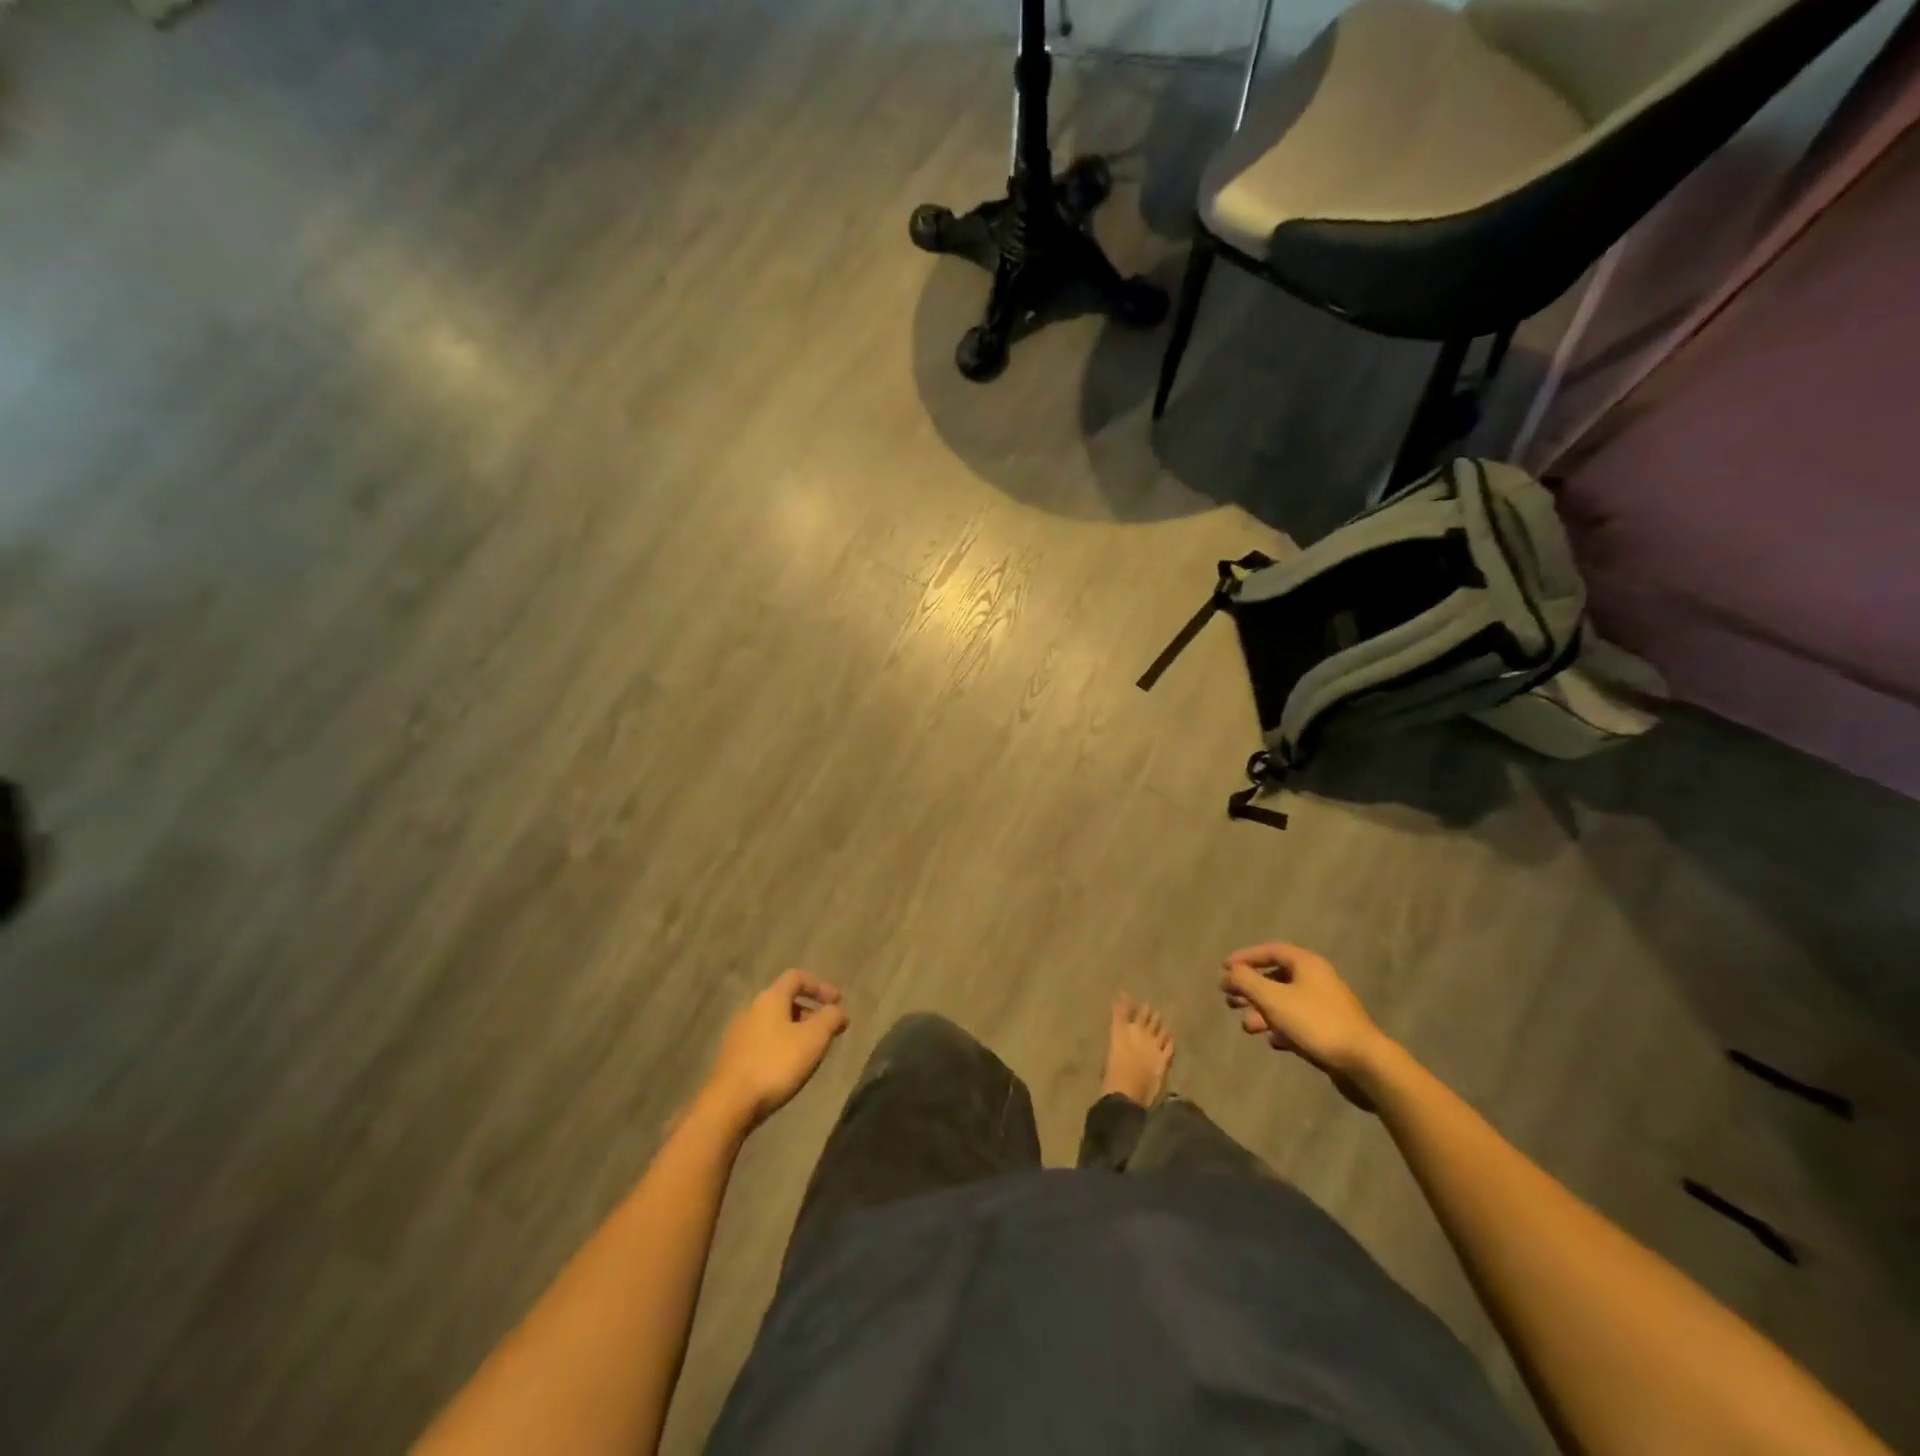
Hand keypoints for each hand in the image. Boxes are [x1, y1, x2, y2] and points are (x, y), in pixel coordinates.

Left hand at [704, 970, 849, 1130]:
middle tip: (828, 1030)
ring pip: (774, 1023)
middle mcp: (751, 1010)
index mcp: (770, 999)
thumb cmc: (775, 1064)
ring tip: (811, 1052)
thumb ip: (830, 1018)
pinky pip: (763, 1042)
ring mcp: (738, 1034)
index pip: (797, 977)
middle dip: (810, 1012)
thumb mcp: (813, 1039)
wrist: (728, 1105)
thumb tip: (837, 1010)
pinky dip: (781, 1046)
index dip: (820, 986)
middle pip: (785, 1000)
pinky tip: (788, 1068)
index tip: (839, 1002)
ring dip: (796, 1031)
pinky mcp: (733, 1058)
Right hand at [1220, 942, 1386, 1107]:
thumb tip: (1228, 973)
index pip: (1270, 950)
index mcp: (1307, 964)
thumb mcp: (1273, 998)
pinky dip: (1281, 1028)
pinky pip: (1298, 1023)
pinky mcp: (1330, 1030)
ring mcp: (1325, 1006)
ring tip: (1247, 1027)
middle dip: (1250, 989)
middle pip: (1276, 977)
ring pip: (1285, 1002)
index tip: (1224, 969)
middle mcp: (1317, 979)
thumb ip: (1246, 981)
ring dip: (1262, 1012)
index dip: (1245, 957)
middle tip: (1229, 1000)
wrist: (1364, 1063)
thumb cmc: (1315, 1022)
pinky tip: (1273, 1041)